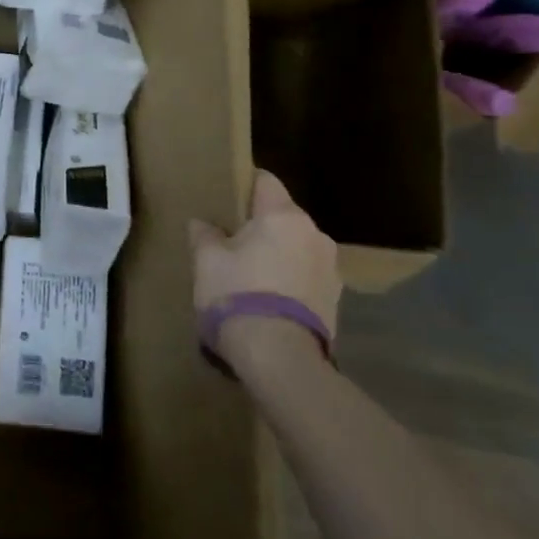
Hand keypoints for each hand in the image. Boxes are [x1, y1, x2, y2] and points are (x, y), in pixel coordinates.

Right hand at [187, 169, 341, 374]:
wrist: (279, 356)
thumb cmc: (237, 295)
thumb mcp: (206, 261)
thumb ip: (204, 235)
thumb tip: (202, 223)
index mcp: (284, 216)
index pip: (266, 181)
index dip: (245, 185)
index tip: (226, 200)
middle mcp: (315, 234)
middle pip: (283, 217)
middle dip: (261, 226)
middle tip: (232, 243)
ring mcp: (332, 268)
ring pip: (297, 248)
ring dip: (278, 255)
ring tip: (252, 278)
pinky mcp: (336, 300)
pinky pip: (307, 277)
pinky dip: (290, 282)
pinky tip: (269, 301)